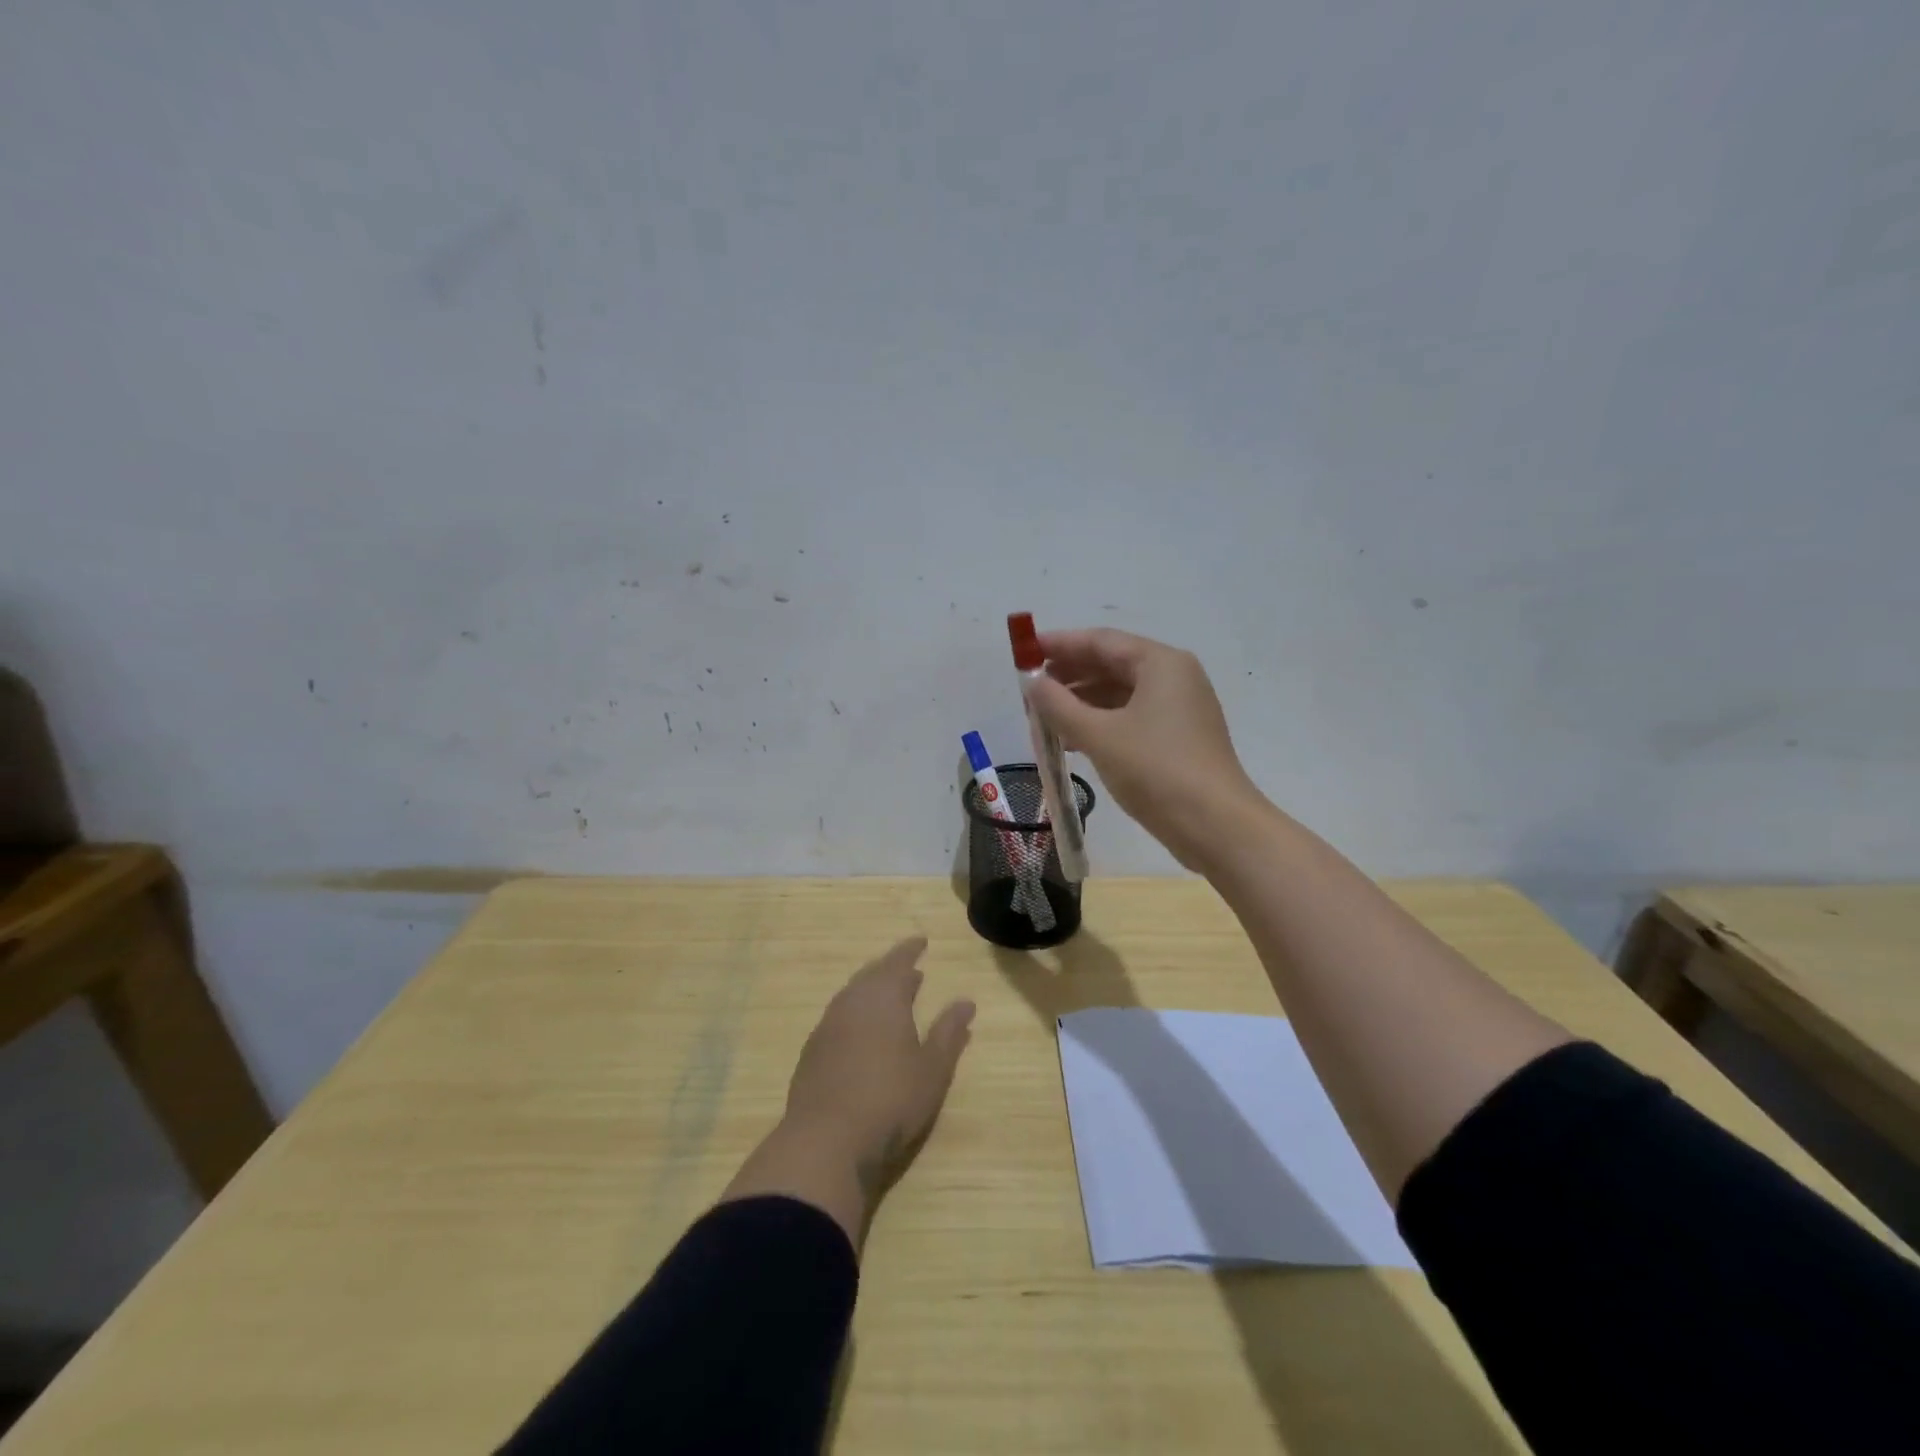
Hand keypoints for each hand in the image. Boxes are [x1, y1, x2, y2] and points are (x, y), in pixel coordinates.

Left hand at [784, 937, 974, 1191]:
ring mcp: (827, 1026)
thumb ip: (948, 1032)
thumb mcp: (932, 1069)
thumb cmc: (891, 1100)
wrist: (826, 1140)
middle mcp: (852, 1002)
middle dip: (891, 968)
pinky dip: (855, 1013)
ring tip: (888, 998)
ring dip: (871, 990)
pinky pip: (838, 1017)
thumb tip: (966, 1002)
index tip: (922, 941)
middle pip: (872, 974)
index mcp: (883, 997)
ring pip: (852, 994)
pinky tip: (861, 1032)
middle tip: (909, 970)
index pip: (898, 961)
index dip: (911, 950)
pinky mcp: (811, 1051)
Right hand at [1024, 627, 1263, 870]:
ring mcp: (1179, 709)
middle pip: (1112, 664)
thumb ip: (1059, 705)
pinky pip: (1132, 717)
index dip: (1060, 644)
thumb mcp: (1099, 735)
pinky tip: (1073, 741)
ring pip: (1120, 694)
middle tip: (1031, 691)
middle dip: (1069, 676)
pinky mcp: (1179, 738)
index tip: (1024, 652)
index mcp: (1161, 663)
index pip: (1101, 641)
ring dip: (1082, 703)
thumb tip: (1032, 683)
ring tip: (1044, 719)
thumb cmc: (1155, 770)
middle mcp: (1174, 677)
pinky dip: (1101, 723)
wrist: (1215, 826)